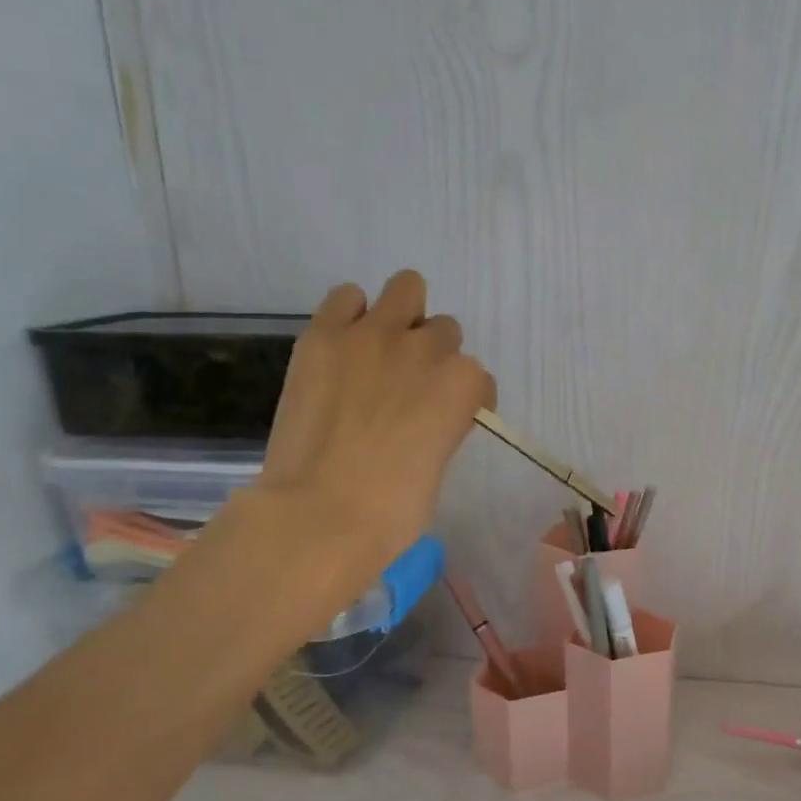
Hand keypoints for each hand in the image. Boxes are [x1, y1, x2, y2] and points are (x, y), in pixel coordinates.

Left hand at [190, 272, 494, 641]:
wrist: (321, 512)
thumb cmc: (393, 510)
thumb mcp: (438, 465)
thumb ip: (440, 426)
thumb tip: (423, 419)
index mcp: (463, 385)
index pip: (479, 378)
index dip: (467, 400)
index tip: (450, 420)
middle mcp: (426, 348)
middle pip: (445, 330)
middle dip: (434, 356)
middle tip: (410, 388)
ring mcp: (374, 335)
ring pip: (407, 287)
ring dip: (403, 315)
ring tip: (382, 349)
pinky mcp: (324, 335)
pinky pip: (346, 297)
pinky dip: (352, 315)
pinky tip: (346, 346)